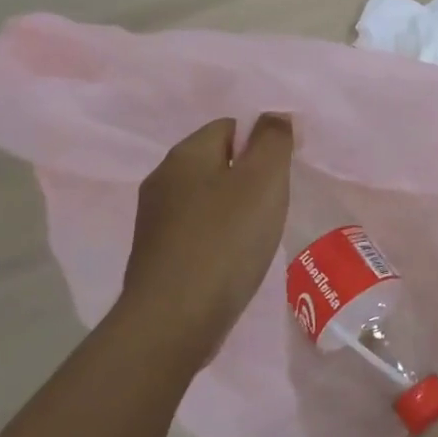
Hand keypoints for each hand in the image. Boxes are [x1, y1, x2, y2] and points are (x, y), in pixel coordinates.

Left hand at [118, 115, 294, 366]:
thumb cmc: (225, 241)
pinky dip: (219, 238)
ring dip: (235, 211)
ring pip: (207, 198)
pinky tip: (233, 261)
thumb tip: (275, 115)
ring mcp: (154, 220)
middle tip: (274, 206)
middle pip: (218, 162)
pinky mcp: (156, 255)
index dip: (262, 144)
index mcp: (185, 154)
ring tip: (257, 236)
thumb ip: (273, 139)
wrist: (173, 321)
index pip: (230, 126)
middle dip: (250, 178)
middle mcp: (162, 179)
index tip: (283, 175)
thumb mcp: (263, 180)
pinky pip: (197, 231)